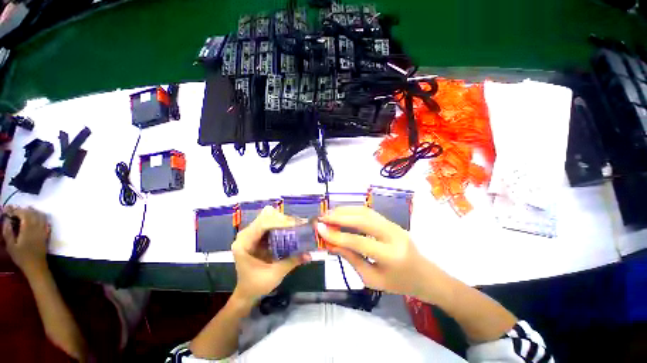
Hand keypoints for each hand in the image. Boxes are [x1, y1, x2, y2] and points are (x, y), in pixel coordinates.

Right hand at [2, 206, 50, 276]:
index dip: (18, 211)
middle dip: (25, 210)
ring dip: (33, 212)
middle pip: (33, 213)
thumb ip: (8, 232)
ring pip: (41, 216)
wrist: (36, 266)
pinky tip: (35, 218)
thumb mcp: (11, 246)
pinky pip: (46, 222)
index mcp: (28, 229)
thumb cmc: (22, 257)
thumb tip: (6, 220)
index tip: (11, 212)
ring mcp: (43, 230)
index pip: (25, 214)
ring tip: (25, 213)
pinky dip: (40, 217)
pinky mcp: (46, 234)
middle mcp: (37, 228)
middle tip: (16, 212)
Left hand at [231, 206, 310, 303]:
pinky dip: (281, 223)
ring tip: (296, 226)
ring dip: (283, 220)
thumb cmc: (257, 285)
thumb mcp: (275, 274)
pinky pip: (269, 222)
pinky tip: (290, 229)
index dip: (280, 222)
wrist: (247, 292)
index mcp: (244, 243)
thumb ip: (292, 261)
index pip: (262, 224)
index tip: (296, 224)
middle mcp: (245, 234)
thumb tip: (309, 254)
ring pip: (268, 216)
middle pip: (265, 216)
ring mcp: (251, 233)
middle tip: (298, 225)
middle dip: (283, 219)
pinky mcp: (257, 234)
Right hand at [318, 206, 443, 298]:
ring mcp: (394, 225)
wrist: (424, 275)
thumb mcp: (372, 279)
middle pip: (363, 220)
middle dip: (340, 217)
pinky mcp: (391, 221)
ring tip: (329, 213)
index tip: (320, 229)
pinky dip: (353, 210)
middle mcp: (393, 235)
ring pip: (366, 212)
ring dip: (346, 210)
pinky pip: (369, 212)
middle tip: (322, 217)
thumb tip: (331, 244)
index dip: (338, 235)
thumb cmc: (398, 283)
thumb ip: (351, 259)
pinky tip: (342, 212)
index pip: (359, 241)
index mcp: (391, 256)